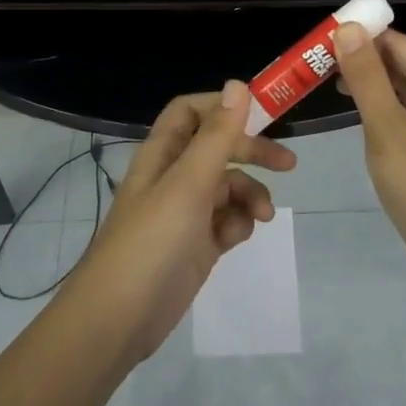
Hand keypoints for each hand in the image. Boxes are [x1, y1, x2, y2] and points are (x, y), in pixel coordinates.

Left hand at [70, 81, 296, 362]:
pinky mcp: (196, 245)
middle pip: (218, 148)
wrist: (117, 320)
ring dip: (250, 195)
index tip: (262, 113)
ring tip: (263, 216)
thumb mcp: (188, 184)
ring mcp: (185, 213)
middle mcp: (173, 177)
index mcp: (162, 154)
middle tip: (288, 163)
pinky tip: (236, 239)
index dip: (223, 107)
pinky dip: (238, 224)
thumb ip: (216, 136)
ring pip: (228, 188)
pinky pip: (226, 221)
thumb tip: (238, 85)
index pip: (191, 112)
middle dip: (252, 152)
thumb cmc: (151, 242)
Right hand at [332, 25, 405, 285]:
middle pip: (402, 64)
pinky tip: (355, 114)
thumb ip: (367, 77)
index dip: (362, 36)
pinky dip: (381, 109)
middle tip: (315, 62)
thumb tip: (349, 28)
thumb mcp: (387, 127)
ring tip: (325, 82)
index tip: (321, 38)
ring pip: (402, 91)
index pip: (399, 43)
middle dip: (362, 60)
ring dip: (369, 85)